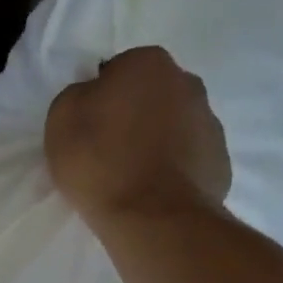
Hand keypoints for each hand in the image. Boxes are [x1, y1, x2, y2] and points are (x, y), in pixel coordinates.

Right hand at [45, 47, 232, 227]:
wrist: (152, 219)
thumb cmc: (100, 162)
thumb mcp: (62, 120)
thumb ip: (78, 97)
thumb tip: (95, 99)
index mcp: (148, 63)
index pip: (118, 71)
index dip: (101, 101)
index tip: (91, 131)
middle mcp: (188, 84)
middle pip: (153, 98)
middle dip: (136, 118)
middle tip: (112, 154)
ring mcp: (211, 125)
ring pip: (176, 129)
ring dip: (159, 145)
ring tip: (135, 181)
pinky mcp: (220, 165)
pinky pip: (191, 163)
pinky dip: (176, 174)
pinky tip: (156, 196)